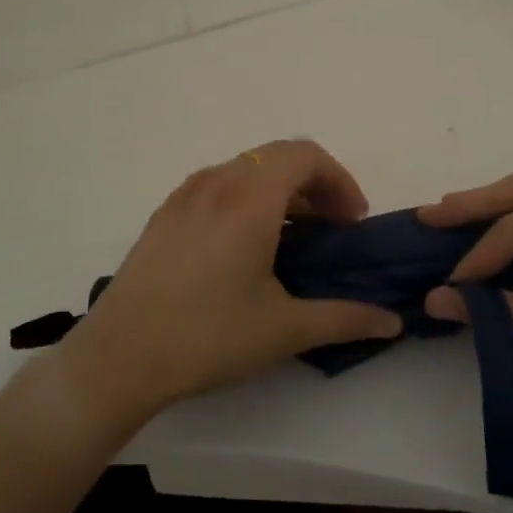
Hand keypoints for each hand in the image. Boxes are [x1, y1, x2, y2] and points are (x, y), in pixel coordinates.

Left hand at [57, 140, 402, 429]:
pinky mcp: (165, 214)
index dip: (340, 180)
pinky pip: (218, 185)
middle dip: (315, 184)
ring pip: (246, 169)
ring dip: (280, 191)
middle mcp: (218, 181)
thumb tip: (393, 321)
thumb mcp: (284, 329)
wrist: (119, 357)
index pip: (306, 155)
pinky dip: (247, 198)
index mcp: (250, 197)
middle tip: (332, 228)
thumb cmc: (208, 336)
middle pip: (278, 157)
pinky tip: (245, 248)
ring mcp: (185, 194)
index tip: (352, 222)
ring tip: (293, 238)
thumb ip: (345, 318)